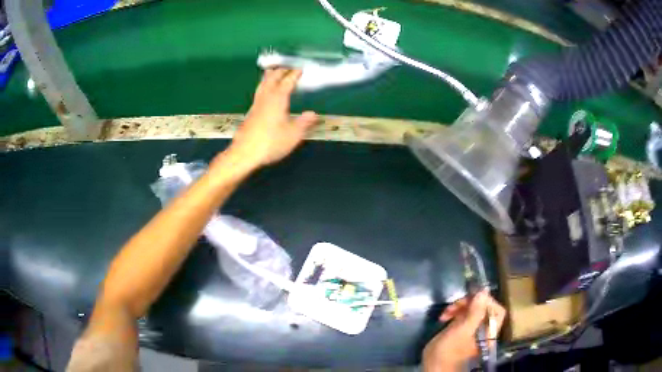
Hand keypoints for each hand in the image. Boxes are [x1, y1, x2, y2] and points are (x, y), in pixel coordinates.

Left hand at [226, 68, 317, 168]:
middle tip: (288, 68)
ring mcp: (255, 105)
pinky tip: (265, 93)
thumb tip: (313, 114)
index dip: (294, 75)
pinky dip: (264, 86)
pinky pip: (259, 92)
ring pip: (262, 84)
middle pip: (272, 78)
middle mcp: (265, 98)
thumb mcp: (293, 135)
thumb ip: (304, 123)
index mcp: (277, 99)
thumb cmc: (270, 143)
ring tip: (274, 73)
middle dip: (280, 71)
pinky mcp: (250, 113)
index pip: (287, 82)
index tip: (300, 69)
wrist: (244, 153)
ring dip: (270, 76)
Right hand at [422, 290, 505, 371]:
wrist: (432, 367)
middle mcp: (483, 329)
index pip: (496, 311)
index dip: (487, 302)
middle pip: (484, 308)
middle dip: (470, 303)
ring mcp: (472, 329)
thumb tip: (483, 292)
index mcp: (489, 332)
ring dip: (459, 307)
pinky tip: (444, 317)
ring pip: (472, 310)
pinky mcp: (461, 330)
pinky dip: (454, 312)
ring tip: (446, 312)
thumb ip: (475, 313)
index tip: (472, 297)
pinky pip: (463, 315)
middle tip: (455, 304)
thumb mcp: (461, 331)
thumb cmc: (449, 352)